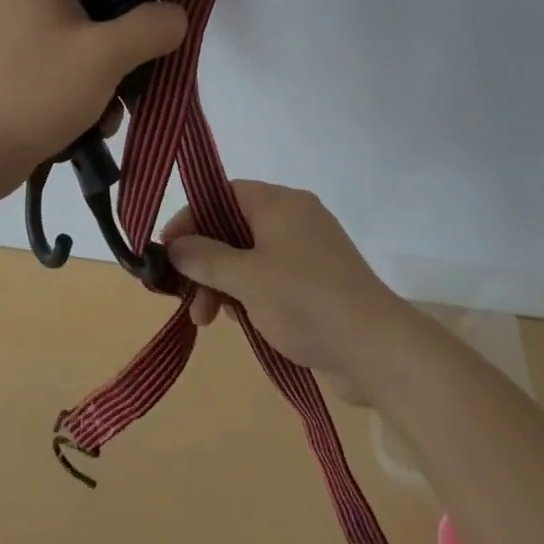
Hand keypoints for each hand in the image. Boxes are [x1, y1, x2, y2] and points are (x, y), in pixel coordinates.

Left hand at [0, 0, 187, 197]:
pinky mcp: (20, 73)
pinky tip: (91, 128)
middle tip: (141, 81)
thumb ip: (151, 27)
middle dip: (129, 51)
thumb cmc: (34, 92)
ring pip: (91, 47)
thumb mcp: (104, 54)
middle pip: (104, 10)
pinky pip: (70, 73)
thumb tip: (177, 14)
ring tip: (108, 116)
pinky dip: (87, 97)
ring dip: (111, 82)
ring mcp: (22, 38)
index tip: (164, 28)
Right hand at [158, 180, 409, 402]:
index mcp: (279, 203)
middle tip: (183, 296)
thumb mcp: (246, 278)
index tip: (167, 250)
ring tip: (207, 321)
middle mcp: (294, 219)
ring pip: (249, 258)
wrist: (376, 349)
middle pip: (233, 227)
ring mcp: (307, 252)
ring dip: (223, 284)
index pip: (222, 194)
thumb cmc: (305, 301)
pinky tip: (238, 322)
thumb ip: (205, 259)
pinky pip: (270, 279)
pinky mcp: (317, 283)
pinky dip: (248, 295)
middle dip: (204, 262)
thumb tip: (175, 246)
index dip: (191, 218)